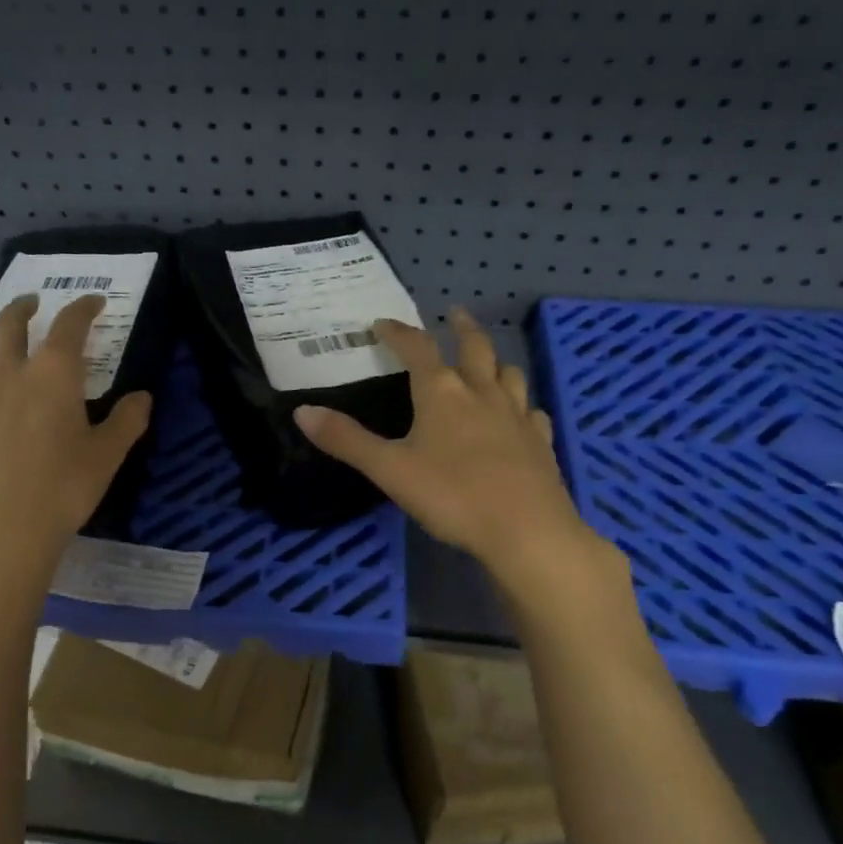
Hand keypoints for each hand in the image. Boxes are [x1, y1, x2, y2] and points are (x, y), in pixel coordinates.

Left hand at [0, 293, 150, 570]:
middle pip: (9, 329)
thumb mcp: (108, 456)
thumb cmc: (64, 491)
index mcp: (53, 377)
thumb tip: (143, 396)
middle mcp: (9, 378)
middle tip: (30, 302)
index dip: (83, 309)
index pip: (69, 328)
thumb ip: (128, 420)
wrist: (3, 534)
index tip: (94, 302)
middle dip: (21, 310)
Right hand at [294, 309, 616, 585]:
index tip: (382, 323)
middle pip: (475, 347)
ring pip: (509, 374)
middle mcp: (482, 393)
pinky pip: (532, 413)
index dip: (398, 332)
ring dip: (495, 362)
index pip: (417, 348)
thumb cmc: (452, 496)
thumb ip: (346, 440)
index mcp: (442, 393)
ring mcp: (518, 416)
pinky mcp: (540, 442)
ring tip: (487, 362)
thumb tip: (302, 411)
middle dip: (461, 328)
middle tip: (455, 313)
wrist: (526, 531)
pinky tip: (521, 416)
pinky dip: (522, 406)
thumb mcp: (389, 470)